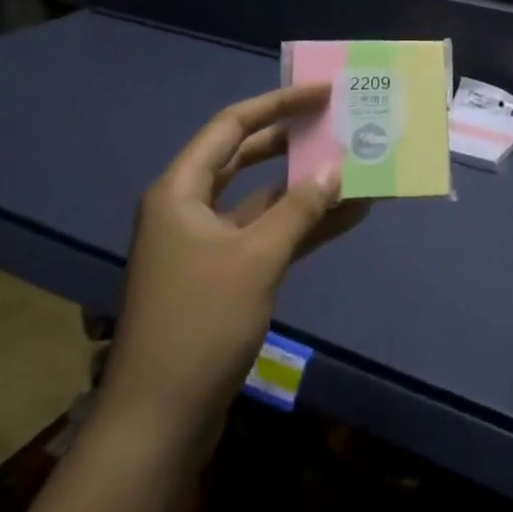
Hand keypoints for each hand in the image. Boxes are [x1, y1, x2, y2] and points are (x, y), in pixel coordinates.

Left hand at [101, 83, 366, 443]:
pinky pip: (267, 235)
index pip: (232, 125)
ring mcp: (206, 244)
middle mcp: (189, 208)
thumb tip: (337, 169)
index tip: (322, 92)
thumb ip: (299, 208)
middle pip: (245, 157)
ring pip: (261, 199)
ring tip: (353, 167)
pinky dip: (301, 226)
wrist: (160, 419)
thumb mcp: (257, 258)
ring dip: (304, 187)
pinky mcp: (222, 275)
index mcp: (181, 191)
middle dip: (292, 141)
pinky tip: (346, 217)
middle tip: (338, 122)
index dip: (278, 103)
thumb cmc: (200, 322)